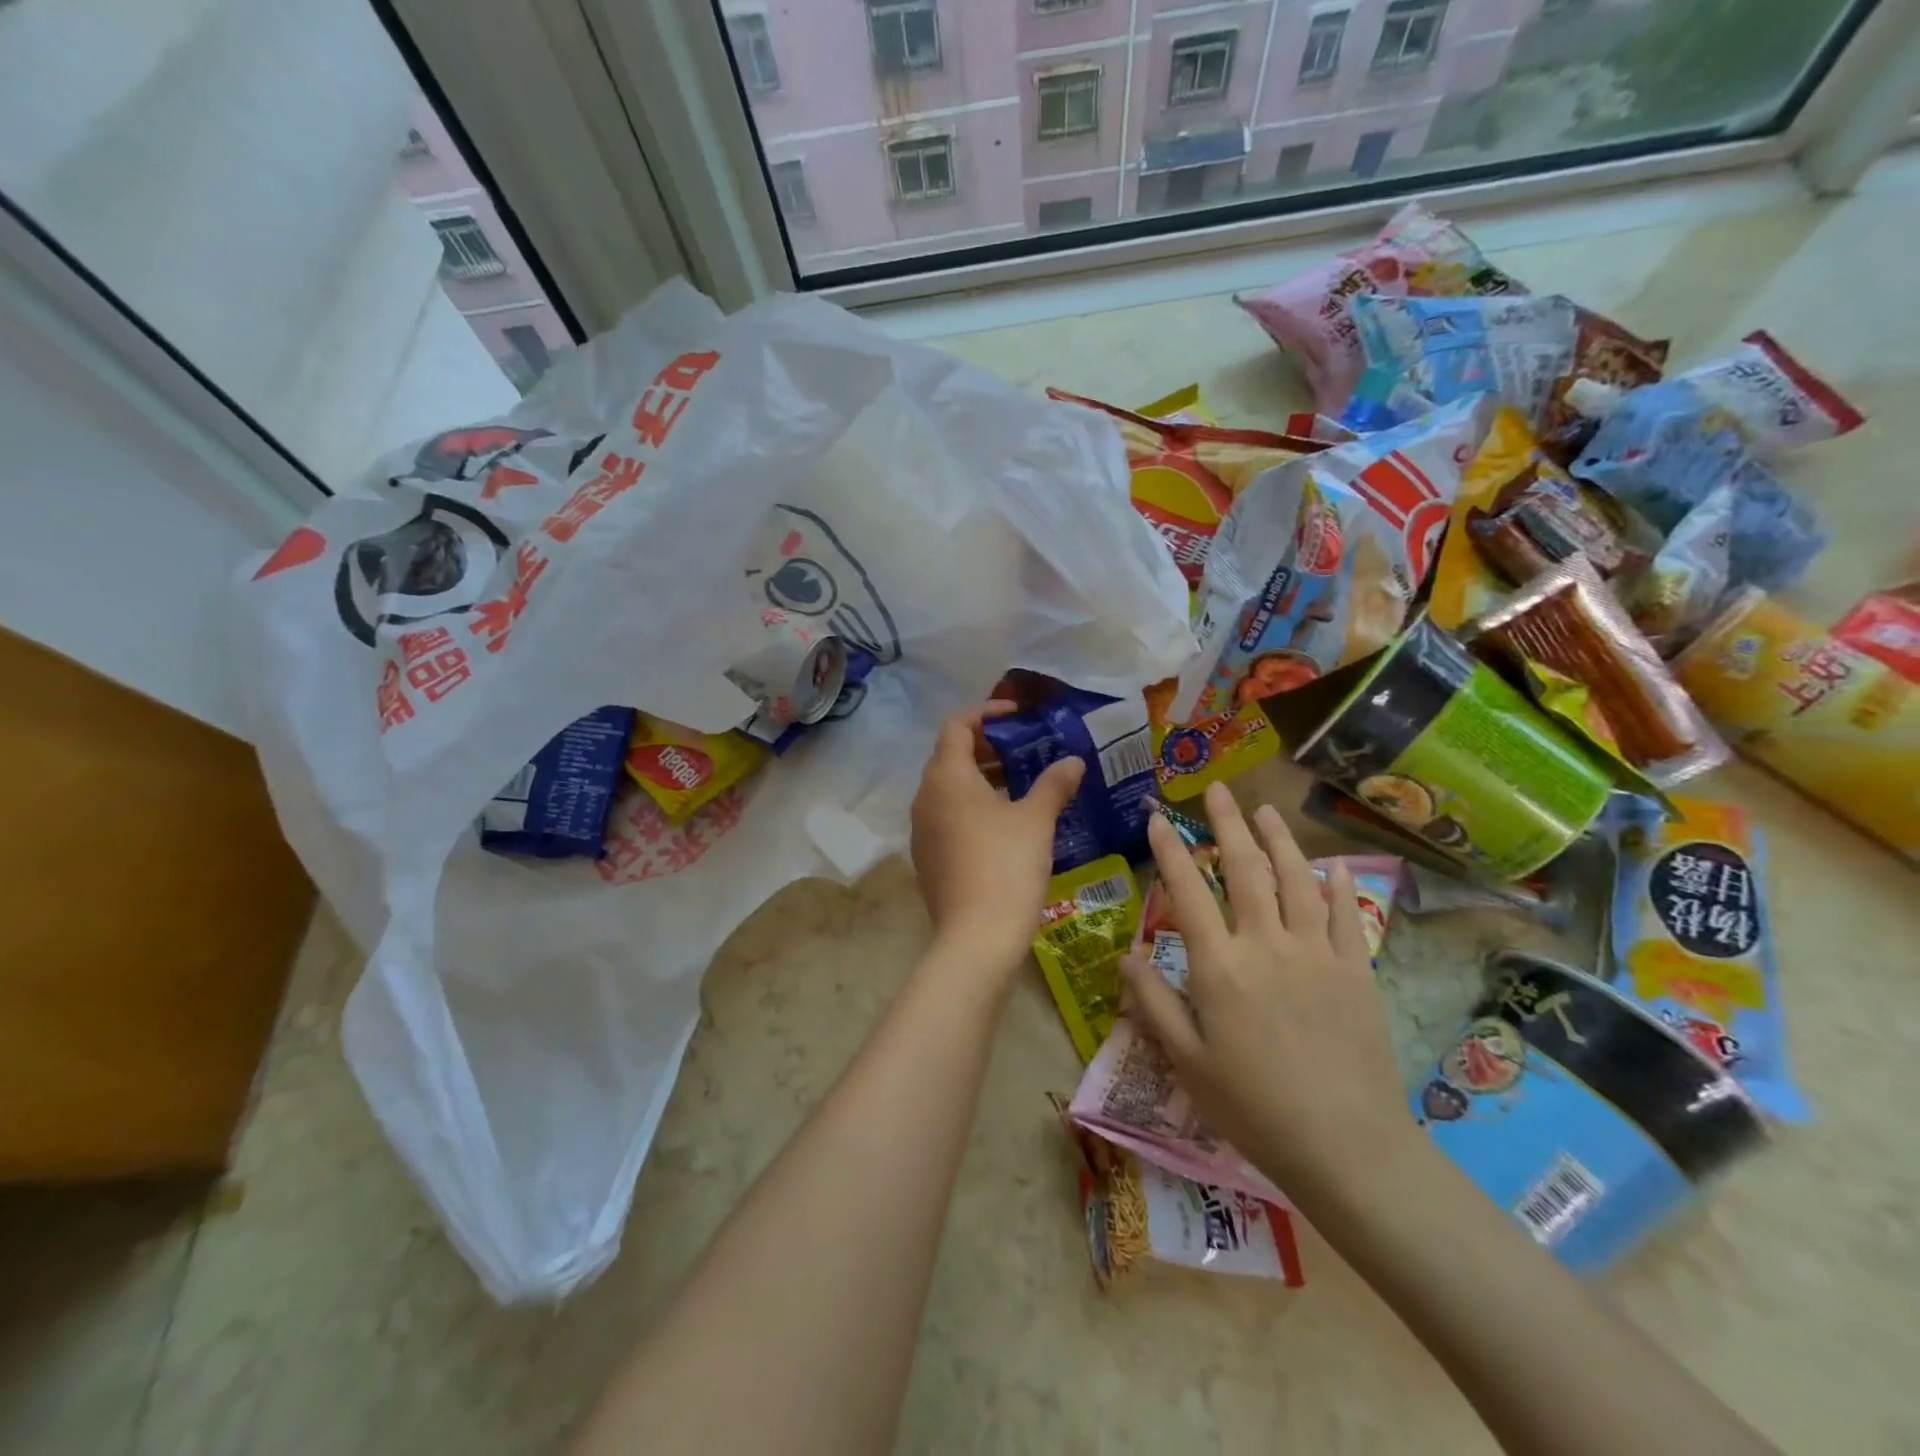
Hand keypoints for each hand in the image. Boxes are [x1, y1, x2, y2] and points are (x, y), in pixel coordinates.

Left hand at [910, 701, 1083, 975]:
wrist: (975, 937)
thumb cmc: (1006, 865)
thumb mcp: (1037, 820)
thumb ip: (1054, 784)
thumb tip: (1073, 762)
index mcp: (947, 777)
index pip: (957, 726)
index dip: (986, 713)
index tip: (1017, 715)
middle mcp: (925, 797)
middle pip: (950, 756)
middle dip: (985, 747)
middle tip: (1023, 749)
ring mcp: (921, 830)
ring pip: (948, 789)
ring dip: (979, 778)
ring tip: (1018, 784)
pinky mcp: (926, 857)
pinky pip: (946, 816)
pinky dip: (971, 806)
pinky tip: (1003, 823)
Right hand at [1122, 782, 1416, 1211]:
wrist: (1346, 1147)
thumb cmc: (1253, 1107)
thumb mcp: (1186, 1062)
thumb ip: (1153, 1003)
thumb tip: (1125, 955)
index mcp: (1220, 966)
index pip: (1189, 892)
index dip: (1171, 851)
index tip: (1159, 818)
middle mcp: (1267, 945)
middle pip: (1246, 869)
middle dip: (1228, 824)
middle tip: (1217, 789)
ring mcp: (1316, 953)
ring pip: (1296, 880)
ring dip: (1279, 839)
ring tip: (1266, 809)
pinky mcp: (1355, 971)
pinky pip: (1345, 916)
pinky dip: (1338, 885)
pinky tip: (1333, 864)